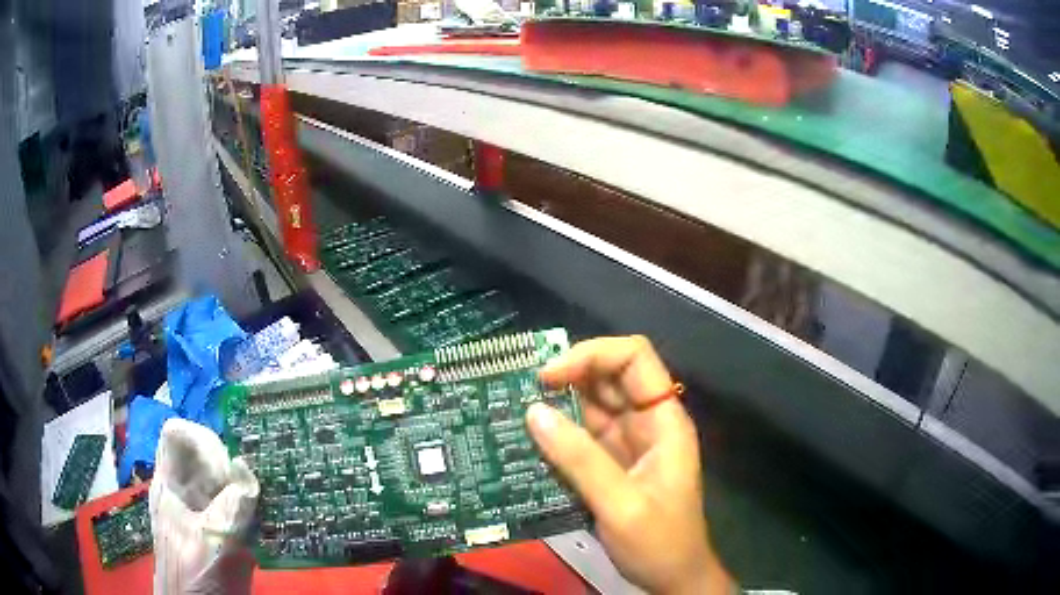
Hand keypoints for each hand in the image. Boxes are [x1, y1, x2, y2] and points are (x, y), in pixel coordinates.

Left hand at [150, 418, 258, 594]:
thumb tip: (246, 468)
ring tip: (264, 510)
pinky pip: (233, 506)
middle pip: (203, 455)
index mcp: (170, 486)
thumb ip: (230, 508)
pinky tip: (264, 529)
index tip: (227, 471)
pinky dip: (250, 510)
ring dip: (245, 489)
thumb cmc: (197, 580)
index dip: (203, 442)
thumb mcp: (213, 544)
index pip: (178, 435)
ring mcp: (199, 513)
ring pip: (221, 481)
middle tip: (253, 492)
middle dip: (230, 467)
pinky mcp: (216, 532)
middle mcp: (182, 492)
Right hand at [526, 336, 731, 594]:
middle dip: (566, 376)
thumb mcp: (622, 505)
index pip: (634, 359)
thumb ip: (581, 460)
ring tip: (512, 410)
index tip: (548, 375)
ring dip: (555, 405)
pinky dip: (554, 435)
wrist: (672, 579)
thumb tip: (533, 412)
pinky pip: (579, 437)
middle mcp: (645, 423)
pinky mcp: (608, 465)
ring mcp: (626, 444)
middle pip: (608, 377)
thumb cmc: (660, 543)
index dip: (592, 355)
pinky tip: (526, 441)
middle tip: (519, 389)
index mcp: (663, 421)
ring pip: (590, 406)